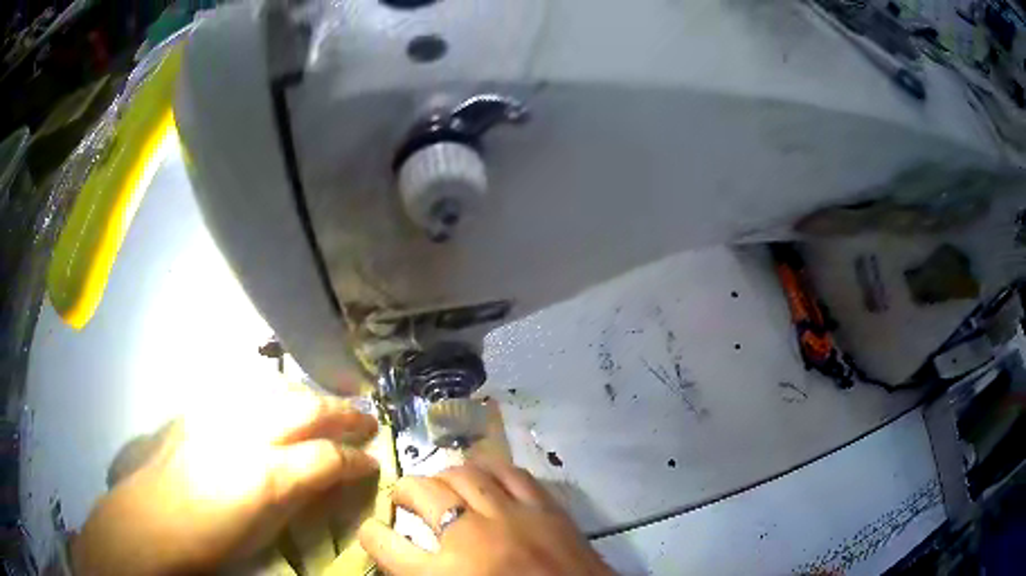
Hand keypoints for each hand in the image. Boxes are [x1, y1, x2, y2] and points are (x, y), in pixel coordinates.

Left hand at [72, 386, 379, 575]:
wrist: (152, 521)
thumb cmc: (213, 540)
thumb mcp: (265, 530)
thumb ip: (297, 496)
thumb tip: (326, 478)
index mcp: (266, 476)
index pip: (327, 457)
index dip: (357, 458)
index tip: (374, 460)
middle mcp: (246, 434)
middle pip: (306, 408)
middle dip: (343, 413)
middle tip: (365, 419)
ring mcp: (220, 414)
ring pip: (277, 390)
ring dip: (310, 396)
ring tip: (329, 406)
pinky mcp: (201, 408)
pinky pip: (248, 392)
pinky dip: (274, 396)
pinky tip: (280, 404)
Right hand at [359, 460, 613, 574]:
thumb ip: (426, 574)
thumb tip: (407, 556)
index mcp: (445, 575)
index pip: (386, 545)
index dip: (371, 534)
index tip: (371, 529)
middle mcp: (472, 538)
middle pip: (423, 492)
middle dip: (404, 490)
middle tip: (406, 499)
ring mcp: (513, 517)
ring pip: (465, 473)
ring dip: (446, 476)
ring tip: (443, 486)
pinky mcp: (547, 508)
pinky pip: (512, 473)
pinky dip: (492, 471)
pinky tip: (486, 478)